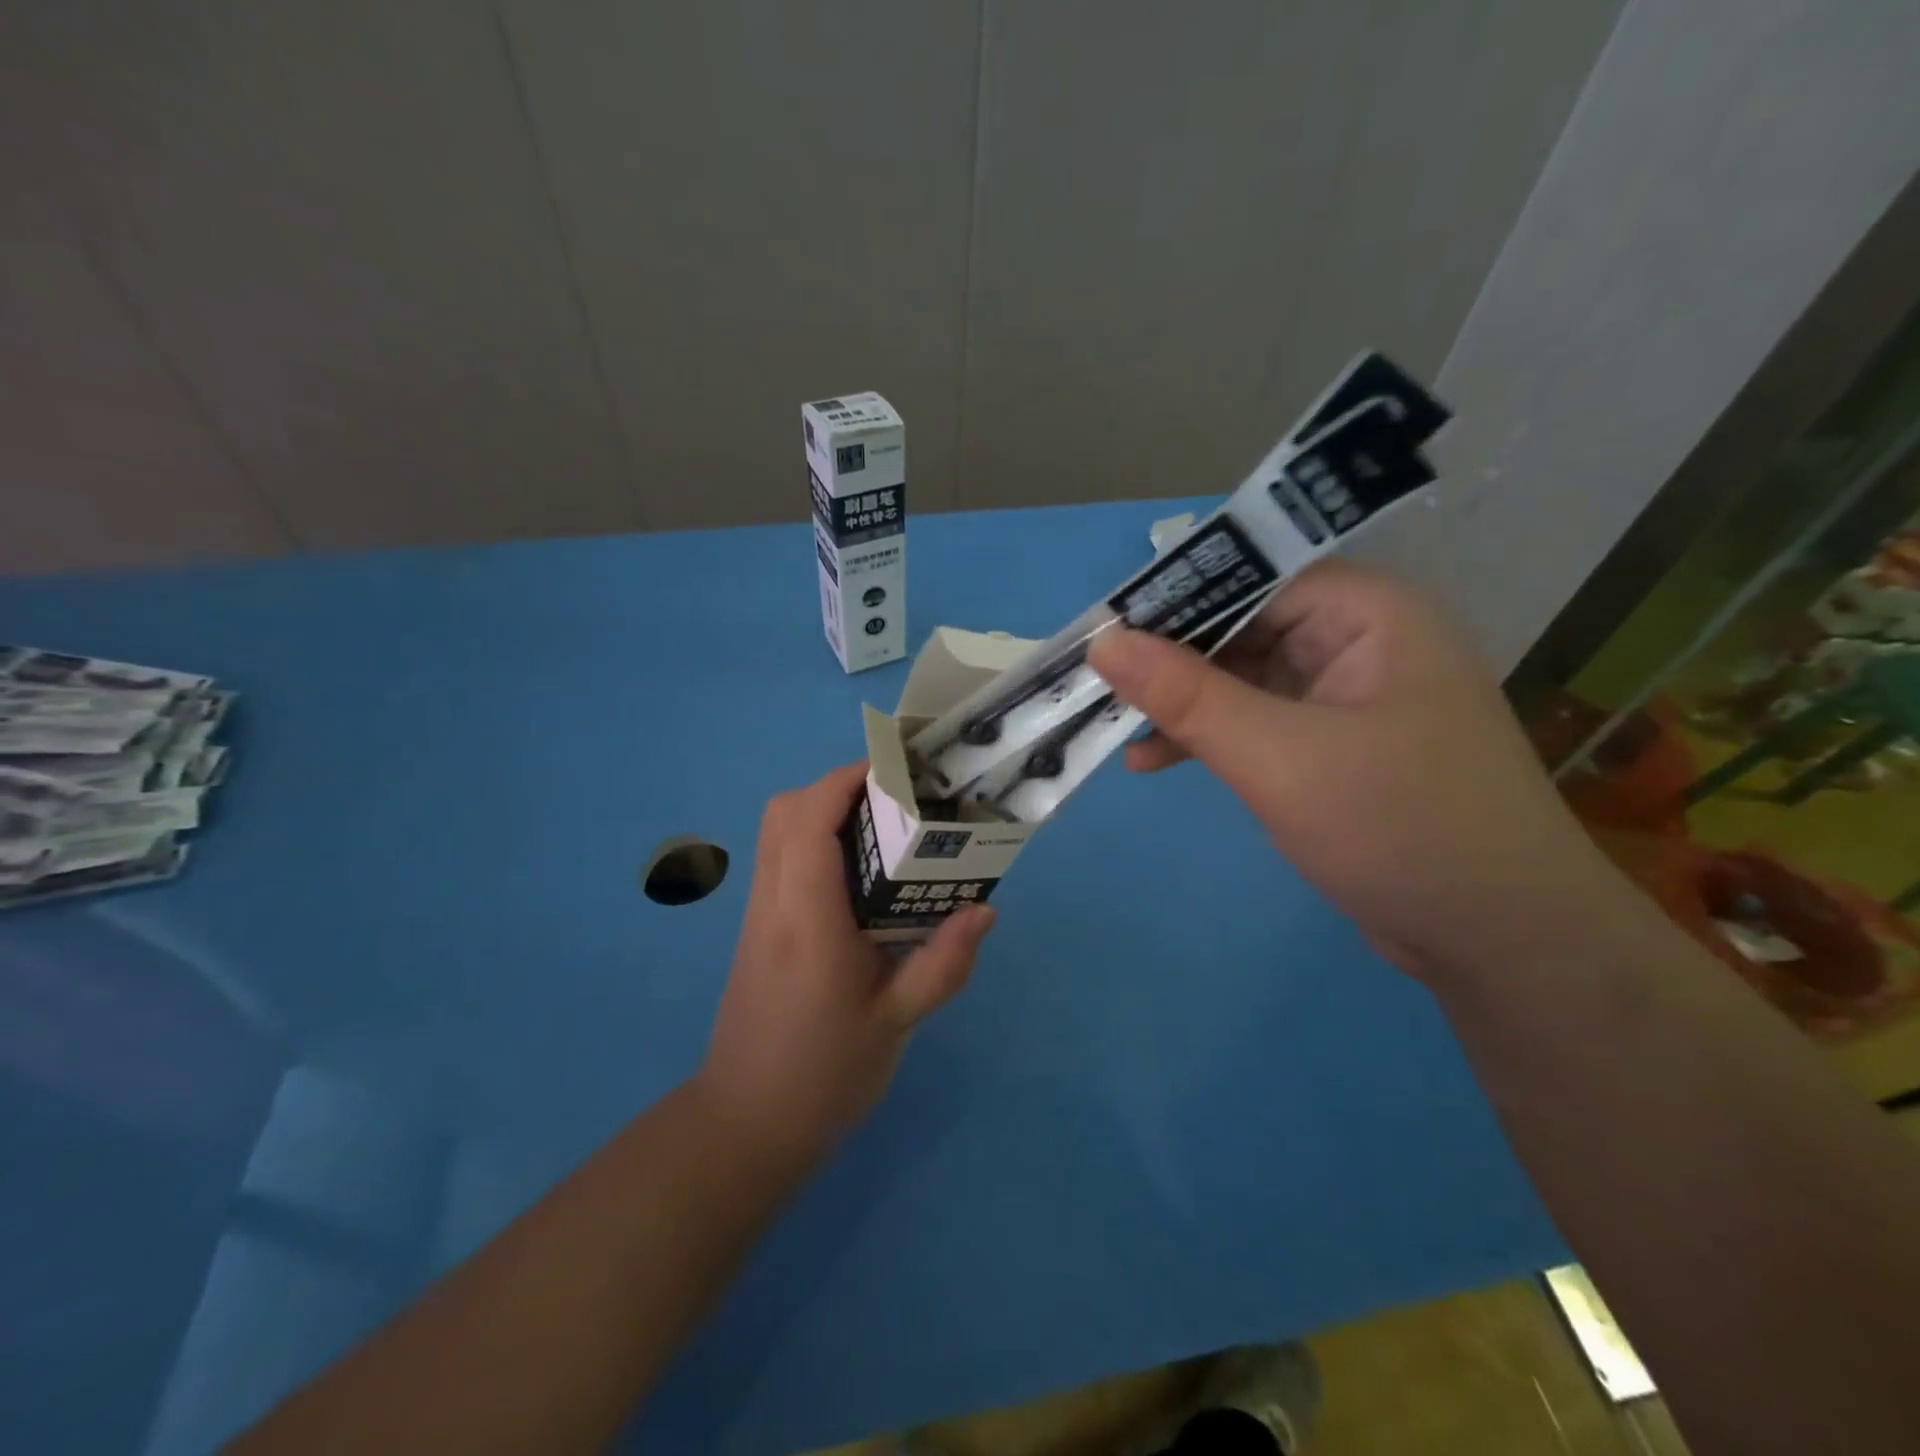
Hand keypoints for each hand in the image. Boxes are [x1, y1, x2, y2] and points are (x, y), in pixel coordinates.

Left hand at [697, 763, 994, 1167]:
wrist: (744, 1126)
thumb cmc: (822, 1077)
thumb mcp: (895, 1024)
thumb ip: (942, 964)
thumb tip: (984, 908)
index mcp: (807, 920)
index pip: (810, 821)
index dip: (846, 780)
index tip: (894, 772)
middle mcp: (773, 904)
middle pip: (784, 812)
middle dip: (836, 788)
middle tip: (894, 803)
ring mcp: (758, 916)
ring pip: (776, 833)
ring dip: (823, 812)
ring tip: (884, 832)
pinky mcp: (757, 931)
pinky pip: (779, 861)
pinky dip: (813, 842)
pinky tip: (859, 880)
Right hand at [1087, 561, 1614, 981]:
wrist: (1502, 942)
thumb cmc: (1400, 828)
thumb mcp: (1279, 757)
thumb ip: (1189, 696)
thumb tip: (1105, 643)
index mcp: (1368, 615)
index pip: (1252, 577)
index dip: (1174, 600)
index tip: (1103, 630)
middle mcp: (1360, 642)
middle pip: (1243, 626)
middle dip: (1170, 660)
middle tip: (1096, 684)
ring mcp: (1348, 696)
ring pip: (1243, 677)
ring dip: (1182, 704)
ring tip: (1115, 726)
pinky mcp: (1334, 746)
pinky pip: (1256, 721)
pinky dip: (1209, 738)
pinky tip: (1153, 761)